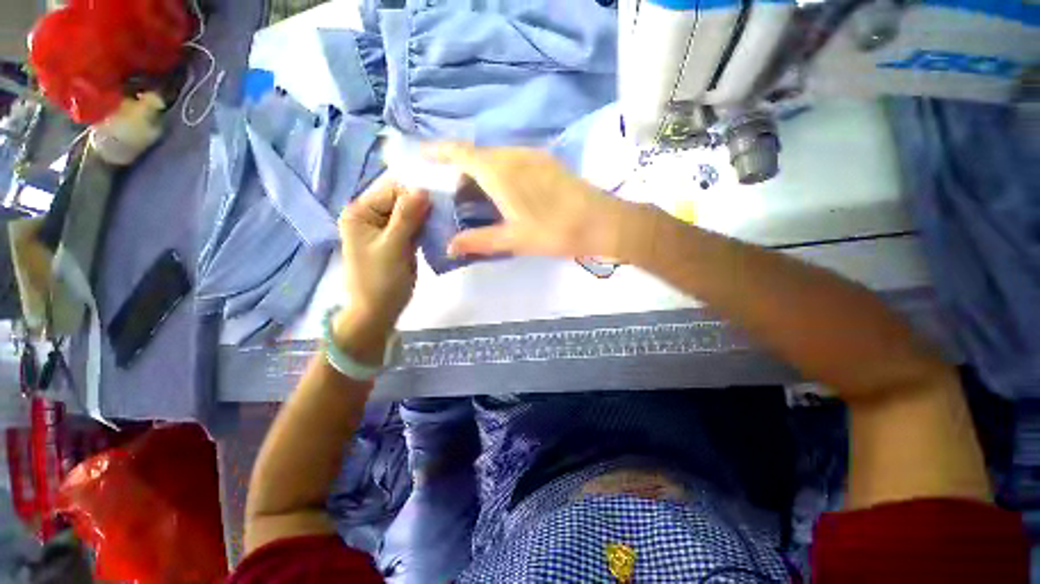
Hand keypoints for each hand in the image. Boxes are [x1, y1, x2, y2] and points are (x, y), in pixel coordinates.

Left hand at [336, 177, 428, 357]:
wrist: (379, 310)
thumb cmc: (381, 280)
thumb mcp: (393, 247)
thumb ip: (407, 217)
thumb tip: (423, 189)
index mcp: (360, 212)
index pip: (391, 189)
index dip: (415, 192)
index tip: (441, 199)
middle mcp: (371, 215)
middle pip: (401, 198)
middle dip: (423, 202)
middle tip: (447, 208)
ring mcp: (386, 227)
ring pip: (411, 211)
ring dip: (428, 214)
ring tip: (446, 218)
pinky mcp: (399, 239)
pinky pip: (415, 224)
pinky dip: (427, 225)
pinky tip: (440, 227)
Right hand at [429, 144, 631, 259]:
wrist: (601, 222)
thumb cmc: (554, 231)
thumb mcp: (514, 239)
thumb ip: (479, 241)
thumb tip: (450, 247)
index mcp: (500, 171)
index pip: (460, 153)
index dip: (438, 151)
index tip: (422, 156)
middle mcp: (514, 155)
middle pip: (478, 155)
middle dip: (461, 170)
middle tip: (454, 196)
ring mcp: (533, 156)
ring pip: (497, 158)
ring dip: (482, 173)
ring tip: (479, 199)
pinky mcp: (547, 162)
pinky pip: (514, 161)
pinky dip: (500, 173)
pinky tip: (505, 194)